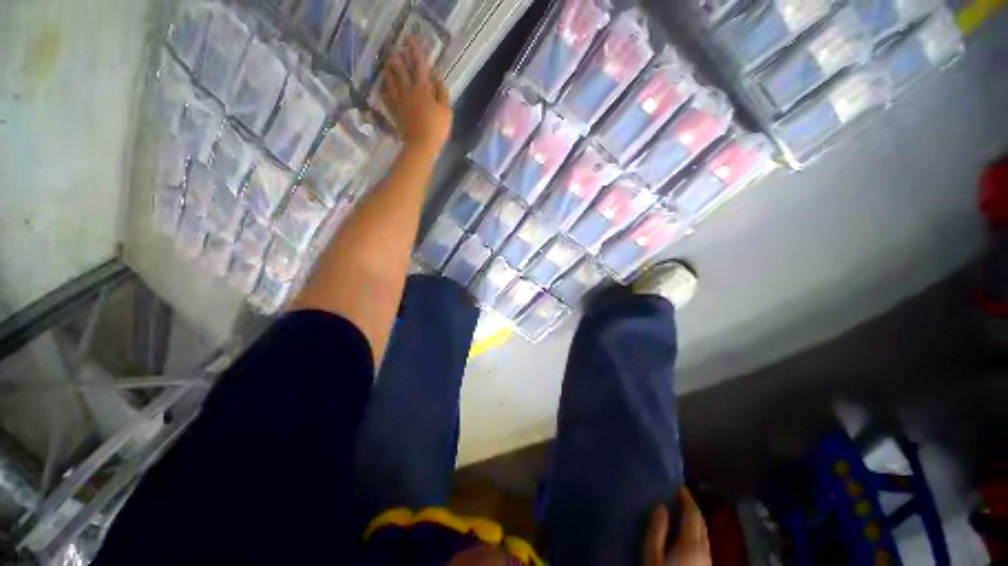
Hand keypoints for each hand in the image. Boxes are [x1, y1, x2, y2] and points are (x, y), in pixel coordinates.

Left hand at [380, 37, 452, 151]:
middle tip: (395, 50)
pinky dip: (383, 89)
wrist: (421, 145)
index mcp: (423, 89)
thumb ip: (441, 91)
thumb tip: (436, 75)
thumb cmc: (437, 129)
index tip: (411, 38)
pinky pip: (385, 96)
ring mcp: (399, 101)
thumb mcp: (446, 110)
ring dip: (388, 70)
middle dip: (398, 57)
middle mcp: (408, 90)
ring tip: (387, 64)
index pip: (419, 64)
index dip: (415, 50)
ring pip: (390, 80)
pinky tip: (382, 86)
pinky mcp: (394, 111)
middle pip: (400, 69)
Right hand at [644, 488, 711, 565]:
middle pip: (701, 522)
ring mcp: (707, 560)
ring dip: (695, 520)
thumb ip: (657, 530)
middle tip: (678, 496)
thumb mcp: (652, 555)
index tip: (677, 485)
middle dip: (691, 507)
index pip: (693, 513)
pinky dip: (697, 532)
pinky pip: (704, 543)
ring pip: (704, 534)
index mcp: (690, 542)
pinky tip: (688, 535)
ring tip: (681, 512)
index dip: (686, 497)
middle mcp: (704, 548)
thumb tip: (661, 506)